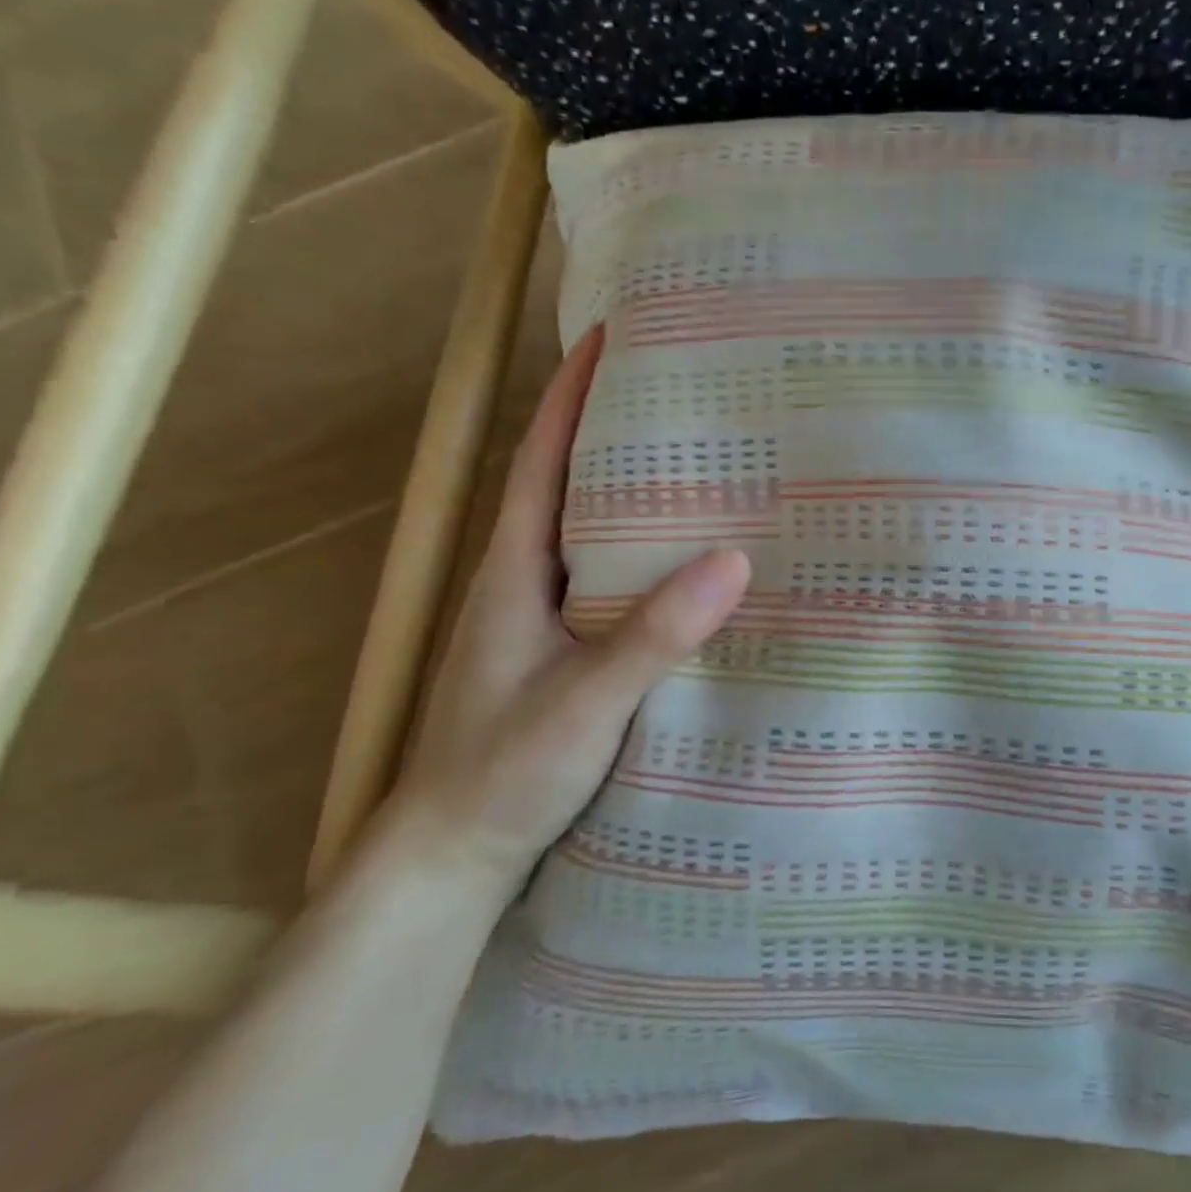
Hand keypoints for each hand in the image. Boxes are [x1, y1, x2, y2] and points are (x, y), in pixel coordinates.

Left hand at [385, 326, 749, 896]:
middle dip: (616, 429)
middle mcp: (527, 580)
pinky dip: (646, 553)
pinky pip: (611, 579)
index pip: (541, 461)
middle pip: (570, 484)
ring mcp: (545, 617)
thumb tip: (734, 558)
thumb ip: (653, 634)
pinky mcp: (567, 649)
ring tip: (704, 465)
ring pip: (593, 533)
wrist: (456, 853)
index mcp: (515, 570)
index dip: (570, 396)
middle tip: (686, 396)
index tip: (610, 337)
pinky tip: (693, 564)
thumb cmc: (503, 770)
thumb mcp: (583, 701)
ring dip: (635, 491)